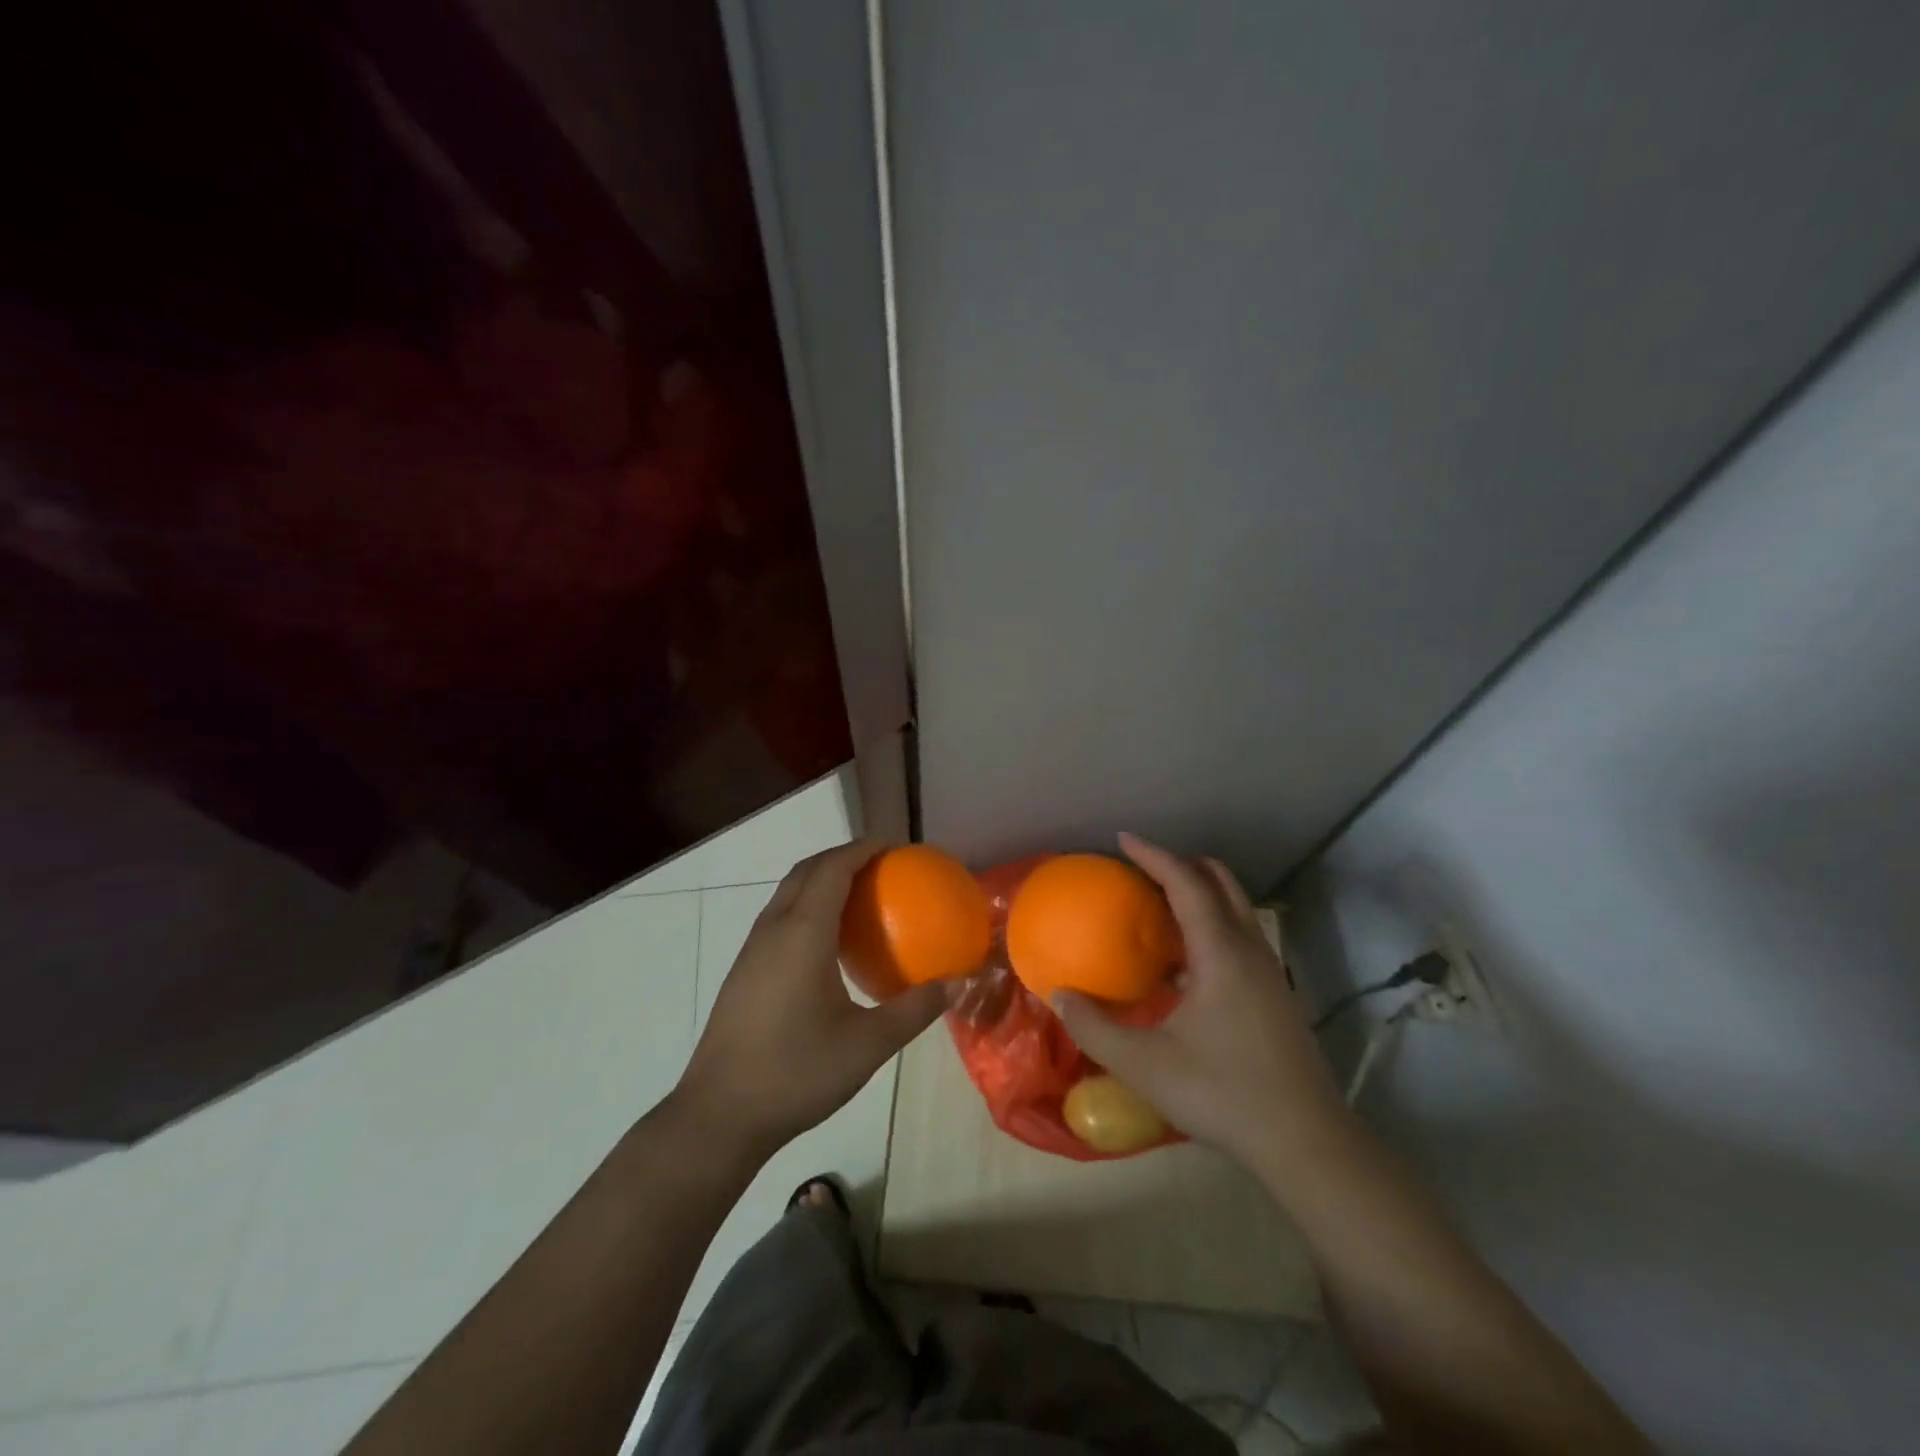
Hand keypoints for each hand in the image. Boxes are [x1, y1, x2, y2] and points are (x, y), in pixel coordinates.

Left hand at [674, 840, 947, 1160]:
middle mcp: (774, 929)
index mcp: (802, 933)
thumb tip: (956, 984)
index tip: (894, 846)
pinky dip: (807, 905)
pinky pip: (779, 917)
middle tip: (881, 864)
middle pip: (806, 871)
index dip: (862, 849)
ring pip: (787, 893)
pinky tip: (828, 942)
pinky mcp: (744, 971)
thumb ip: (914, 1010)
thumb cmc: (796, 1073)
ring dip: (821, 879)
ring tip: (859, 894)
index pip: (832, 869)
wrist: (719, 1115)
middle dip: (842, 856)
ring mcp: (753, 950)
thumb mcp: (867, 1045)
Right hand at [1053, 833, 1356, 1177]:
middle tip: (1144, 869)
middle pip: (1221, 883)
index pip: (1186, 883)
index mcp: (1220, 953)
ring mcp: (1268, 972)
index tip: (1123, 839)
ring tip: (1160, 908)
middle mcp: (1249, 950)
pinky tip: (1184, 965)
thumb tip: (1058, 995)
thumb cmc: (1222, 1093)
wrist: (1305, 1141)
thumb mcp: (1145, 1064)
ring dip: (1201, 895)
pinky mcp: (1275, 995)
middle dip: (1183, 865)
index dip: (1154, 856)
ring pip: (1236, 910)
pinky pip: (1240, 937)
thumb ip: (1094, 1028)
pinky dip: (1212, 925)